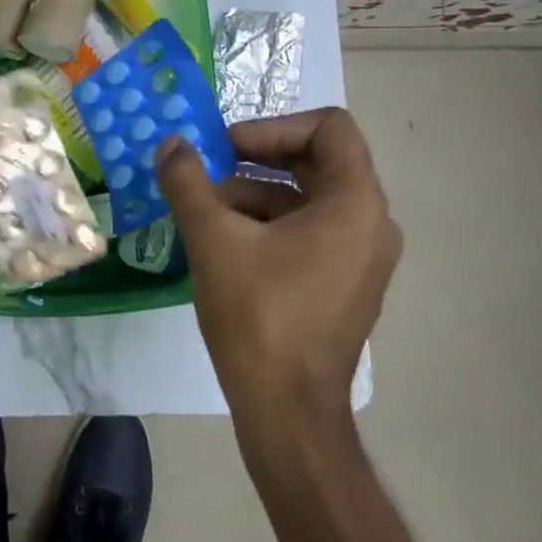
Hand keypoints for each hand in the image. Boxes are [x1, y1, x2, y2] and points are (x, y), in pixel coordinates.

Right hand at [158, 109, 401, 428]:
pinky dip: (268, 223)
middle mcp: (371, 223)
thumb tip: (171, 144)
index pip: (329, 128)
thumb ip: (188, 182)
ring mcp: (360, 257)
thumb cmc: (260, 317)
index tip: (228, 148)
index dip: (274, 127)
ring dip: (255, 192)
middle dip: (257, 159)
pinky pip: (309, 230)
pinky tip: (222, 240)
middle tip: (210, 168)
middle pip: (318, 160)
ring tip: (204, 208)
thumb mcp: (214, 240)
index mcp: (356, 204)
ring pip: (307, 197)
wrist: (288, 414)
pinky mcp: (344, 282)